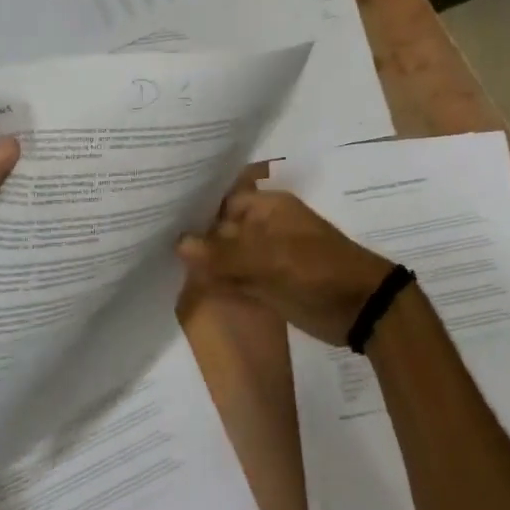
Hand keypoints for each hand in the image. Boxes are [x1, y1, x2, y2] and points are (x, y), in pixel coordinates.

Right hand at [177, 191, 393, 346]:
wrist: (362, 308)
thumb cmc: (319, 271)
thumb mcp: (271, 260)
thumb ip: (224, 255)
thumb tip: (179, 243)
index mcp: (269, 209)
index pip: (224, 201)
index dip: (195, 206)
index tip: (159, 212)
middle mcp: (264, 229)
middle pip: (222, 229)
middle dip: (193, 236)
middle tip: (148, 239)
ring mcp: (266, 259)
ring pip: (227, 257)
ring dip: (202, 263)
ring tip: (156, 261)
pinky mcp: (268, 286)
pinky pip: (236, 280)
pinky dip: (217, 283)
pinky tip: (187, 287)